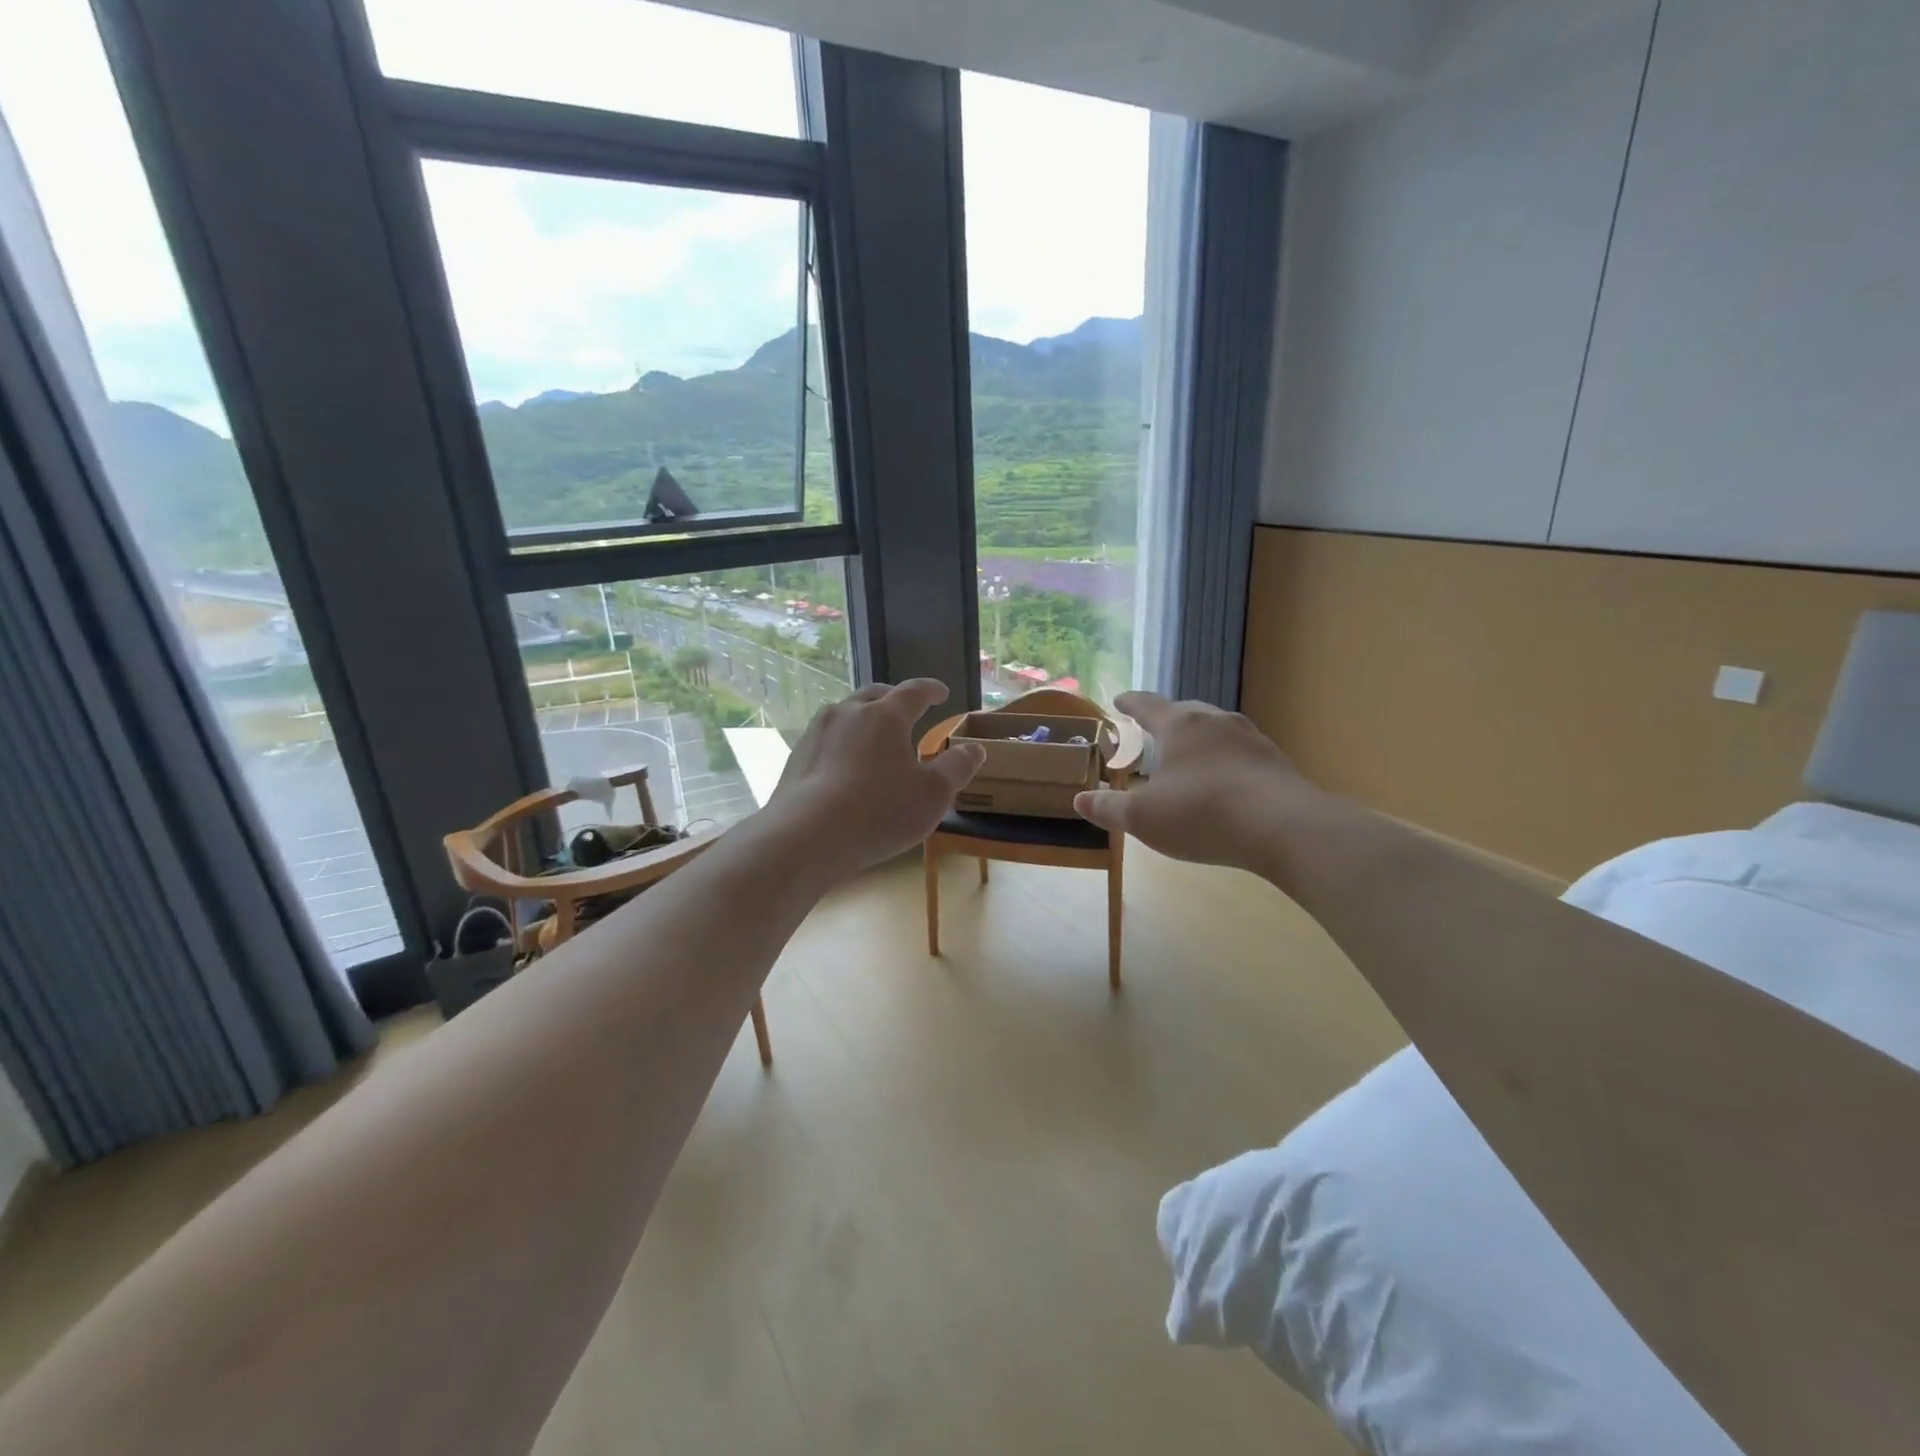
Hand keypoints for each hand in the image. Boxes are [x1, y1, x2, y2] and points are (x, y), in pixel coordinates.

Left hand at [765, 679, 984, 876]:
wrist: (807, 836)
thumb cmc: (880, 811)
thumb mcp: (933, 795)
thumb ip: (957, 768)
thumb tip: (975, 749)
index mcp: (885, 715)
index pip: (914, 691)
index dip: (931, 689)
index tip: (941, 692)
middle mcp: (849, 713)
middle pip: (875, 694)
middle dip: (894, 698)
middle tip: (907, 708)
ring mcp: (817, 733)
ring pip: (845, 713)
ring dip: (864, 717)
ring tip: (874, 733)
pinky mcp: (797, 757)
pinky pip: (826, 738)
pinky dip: (842, 742)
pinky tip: (845, 763)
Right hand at [1075, 692, 1332, 874]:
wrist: (1285, 828)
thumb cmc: (1202, 813)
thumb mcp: (1143, 817)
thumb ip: (1109, 808)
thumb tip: (1079, 800)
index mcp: (1181, 725)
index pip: (1148, 705)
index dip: (1130, 703)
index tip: (1119, 699)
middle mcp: (1217, 722)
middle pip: (1186, 711)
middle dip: (1167, 719)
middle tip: (1154, 729)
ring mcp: (1252, 740)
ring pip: (1218, 731)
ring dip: (1200, 740)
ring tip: (1189, 756)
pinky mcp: (1277, 763)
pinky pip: (1241, 754)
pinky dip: (1225, 762)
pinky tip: (1224, 783)